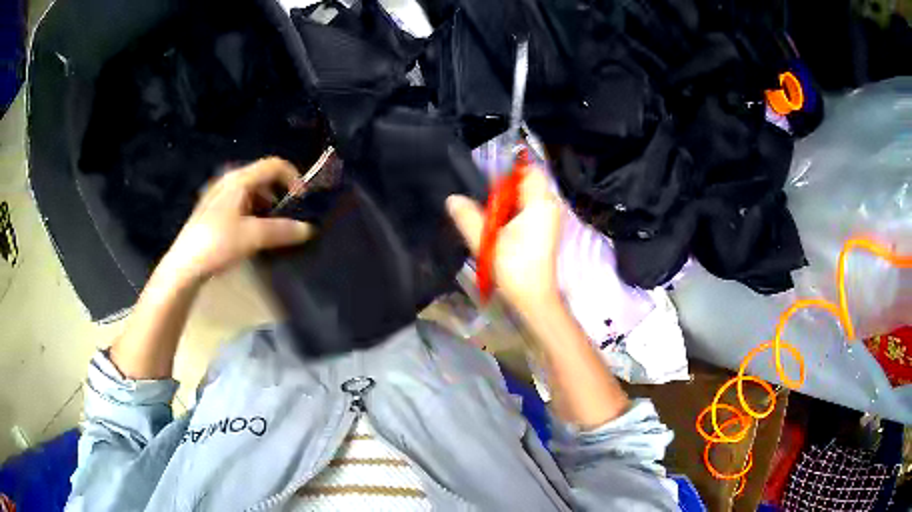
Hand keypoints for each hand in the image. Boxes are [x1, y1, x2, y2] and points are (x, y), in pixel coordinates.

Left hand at [162, 157, 313, 283]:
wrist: (185, 265)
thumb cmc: (217, 243)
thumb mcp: (253, 237)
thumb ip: (282, 231)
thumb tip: (308, 229)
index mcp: (239, 179)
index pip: (274, 165)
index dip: (293, 177)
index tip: (302, 201)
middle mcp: (229, 181)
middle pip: (263, 178)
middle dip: (280, 195)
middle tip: (287, 218)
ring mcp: (219, 195)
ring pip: (251, 192)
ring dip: (266, 206)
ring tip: (271, 230)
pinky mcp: (213, 211)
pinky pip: (240, 204)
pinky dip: (252, 213)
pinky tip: (251, 234)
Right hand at [446, 168, 562, 314]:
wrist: (535, 298)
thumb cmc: (514, 268)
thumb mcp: (485, 241)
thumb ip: (467, 217)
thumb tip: (451, 198)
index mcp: (540, 203)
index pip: (529, 170)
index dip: (508, 172)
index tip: (489, 186)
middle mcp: (550, 207)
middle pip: (527, 184)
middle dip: (504, 191)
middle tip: (485, 205)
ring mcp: (550, 220)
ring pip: (527, 199)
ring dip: (508, 204)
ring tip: (490, 218)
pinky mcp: (546, 232)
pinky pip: (529, 211)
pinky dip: (514, 215)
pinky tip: (500, 229)